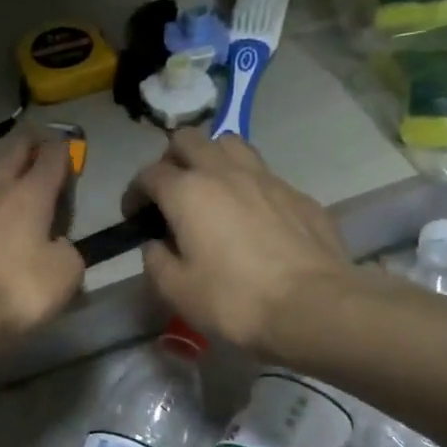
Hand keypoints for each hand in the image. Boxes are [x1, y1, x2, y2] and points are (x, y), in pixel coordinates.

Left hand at [0, 137, 84, 338]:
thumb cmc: (12, 289)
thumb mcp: (63, 276)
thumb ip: (66, 253)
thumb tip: (56, 245)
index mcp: (29, 195)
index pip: (51, 160)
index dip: (62, 152)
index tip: (66, 148)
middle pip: (11, 155)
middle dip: (26, 147)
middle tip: (33, 144)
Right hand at [128, 130, 352, 352]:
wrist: (312, 306)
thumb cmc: (233, 299)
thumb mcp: (176, 290)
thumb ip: (156, 260)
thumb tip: (156, 244)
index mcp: (187, 192)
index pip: (149, 174)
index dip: (135, 193)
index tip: (134, 216)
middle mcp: (224, 172)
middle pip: (188, 140)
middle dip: (170, 160)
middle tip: (169, 192)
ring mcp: (266, 178)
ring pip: (230, 144)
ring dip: (211, 158)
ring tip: (210, 190)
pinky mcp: (298, 194)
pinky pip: (263, 174)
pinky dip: (247, 185)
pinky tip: (251, 216)